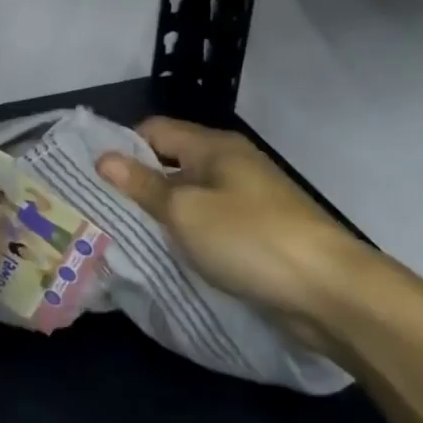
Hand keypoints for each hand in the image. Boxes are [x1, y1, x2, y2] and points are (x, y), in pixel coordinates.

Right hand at [95, 115, 390, 356]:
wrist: (330, 292)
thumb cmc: (249, 239)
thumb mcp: (185, 211)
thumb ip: (143, 185)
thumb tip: (103, 158)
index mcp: (213, 147)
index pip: (154, 130)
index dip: (122, 148)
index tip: (92, 177)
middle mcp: (230, 164)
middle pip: (171, 162)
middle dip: (138, 183)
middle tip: (100, 209)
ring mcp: (248, 199)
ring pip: (190, 195)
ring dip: (162, 212)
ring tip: (124, 233)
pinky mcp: (259, 232)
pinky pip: (210, 222)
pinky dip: (188, 233)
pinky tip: (168, 254)